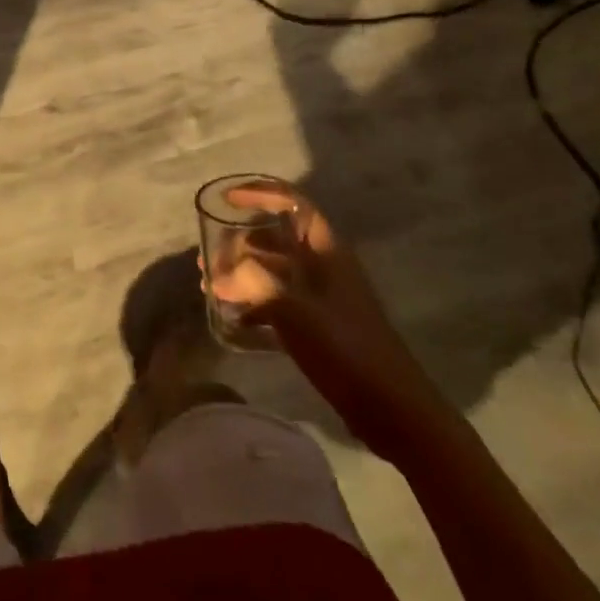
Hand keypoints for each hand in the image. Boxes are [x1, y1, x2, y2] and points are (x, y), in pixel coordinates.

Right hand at [214, 183, 445, 458]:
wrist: (391, 407)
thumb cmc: (345, 347)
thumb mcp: (294, 310)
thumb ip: (252, 284)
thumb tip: (218, 276)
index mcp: (326, 250)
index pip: (292, 203)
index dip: (260, 193)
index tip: (227, 198)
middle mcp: (324, 265)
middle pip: (277, 238)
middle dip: (239, 242)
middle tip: (208, 258)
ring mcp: (322, 296)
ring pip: (275, 270)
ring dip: (242, 273)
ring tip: (211, 287)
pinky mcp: (319, 324)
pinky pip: (279, 300)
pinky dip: (254, 302)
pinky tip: (232, 318)